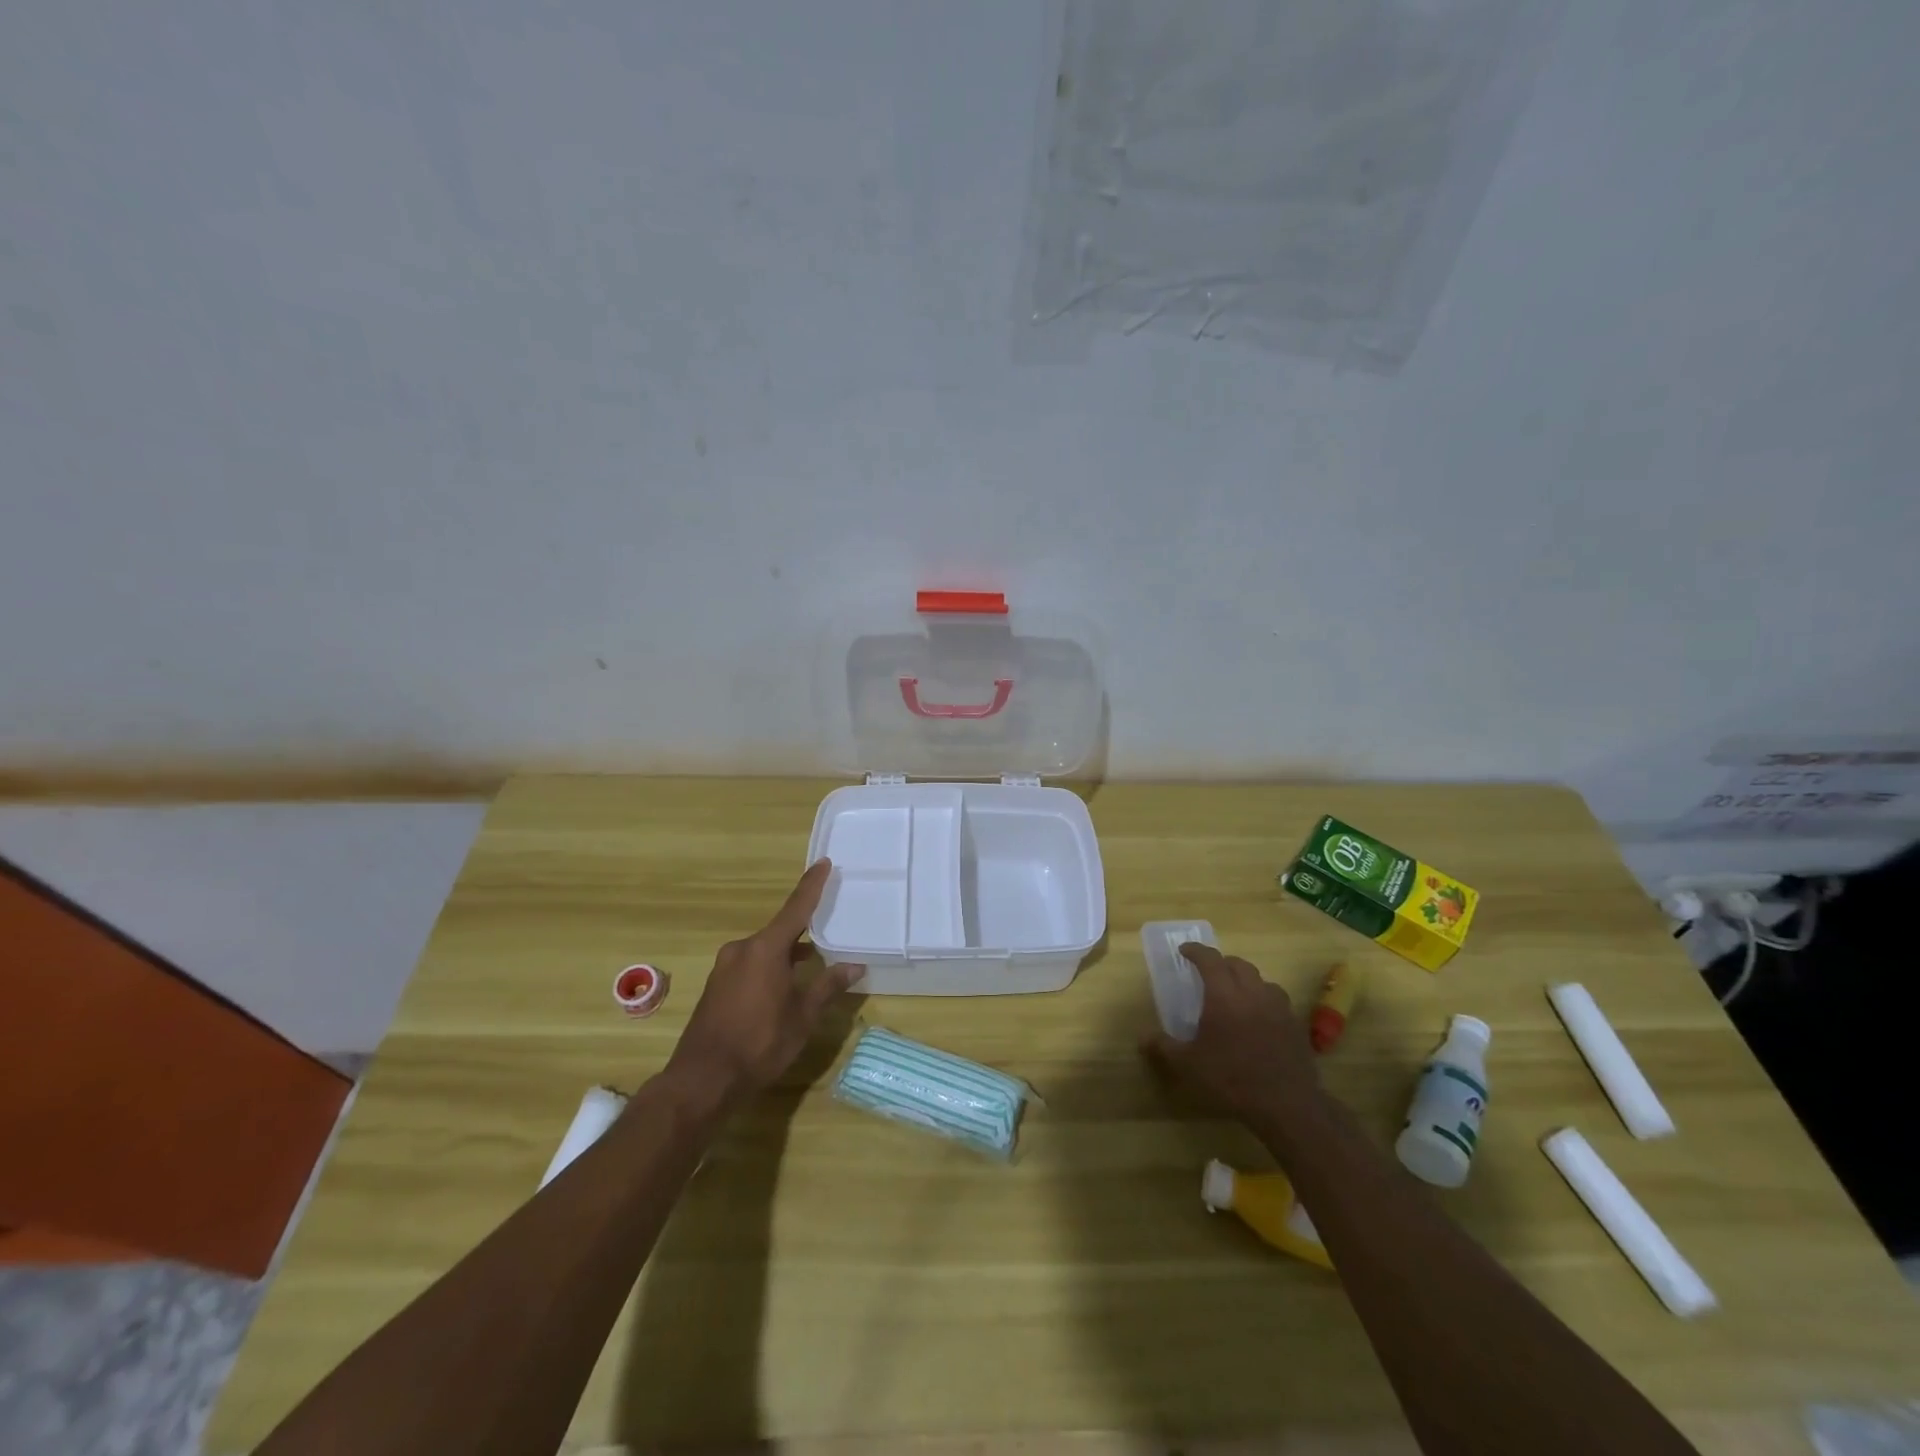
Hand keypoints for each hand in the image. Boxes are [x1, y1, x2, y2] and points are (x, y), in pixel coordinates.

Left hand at [664, 860, 860, 1110]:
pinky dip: (770, 967)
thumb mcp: (802, 1016)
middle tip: (828, 926)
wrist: (703, 1080)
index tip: (823, 862)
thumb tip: (854, 966)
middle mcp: (742, 950)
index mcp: (765, 949)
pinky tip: (784, 986)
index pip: (796, 908)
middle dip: (803, 931)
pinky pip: (750, 965)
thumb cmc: (760, 1043)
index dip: (812, 885)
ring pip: (764, 950)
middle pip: (779, 931)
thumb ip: (827, 986)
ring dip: (787, 954)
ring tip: (812, 962)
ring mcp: (725, 968)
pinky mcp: (716, 987)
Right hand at [1142, 943, 1322, 1132]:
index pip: (1209, 959)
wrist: (1286, 1105)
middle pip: (1238, 964)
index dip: (1196, 951)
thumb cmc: (1231, 1079)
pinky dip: (1264, 1001)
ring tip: (1237, 995)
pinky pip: (1278, 1002)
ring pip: (1262, 981)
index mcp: (1224, 995)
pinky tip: (1260, 1020)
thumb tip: (1142, 1037)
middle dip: (1221, 962)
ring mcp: (1278, 1008)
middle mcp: (1252, 993)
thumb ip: (1164, 1046)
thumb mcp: (1189, 1065)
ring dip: (1246, 981)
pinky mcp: (1295, 1025)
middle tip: (1209, 973)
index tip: (1184, 950)